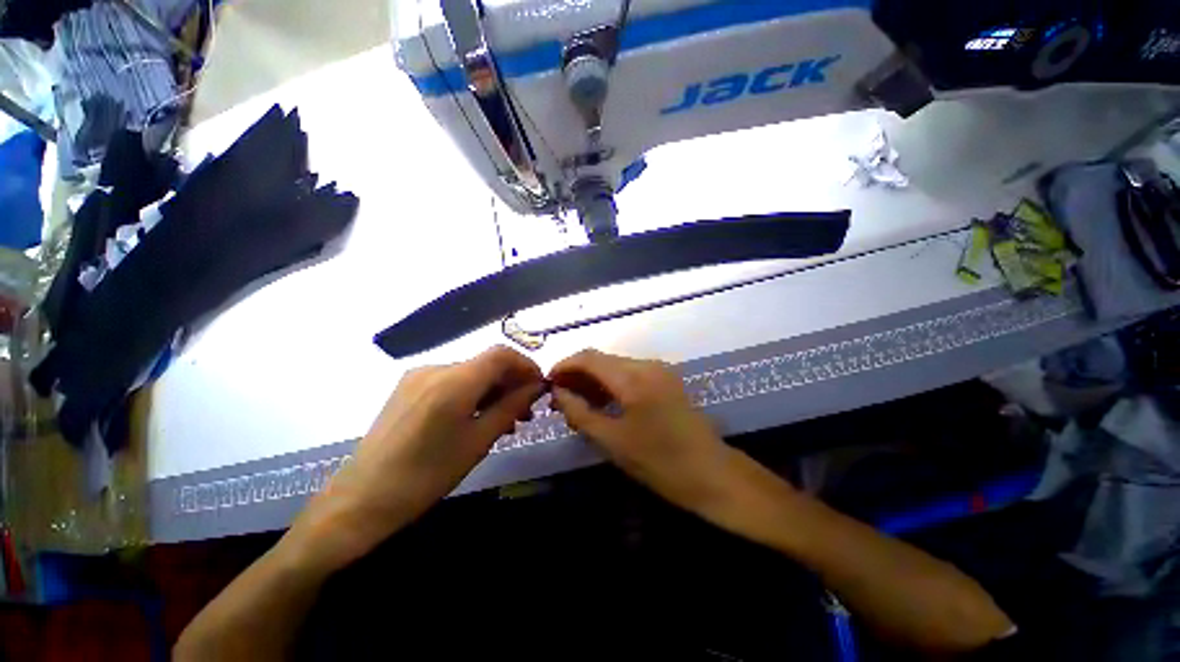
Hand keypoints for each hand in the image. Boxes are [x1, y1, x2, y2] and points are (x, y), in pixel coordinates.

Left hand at [291, 346, 543, 568]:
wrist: (361, 499)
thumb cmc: (427, 475)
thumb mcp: (479, 441)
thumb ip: (511, 406)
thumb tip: (537, 387)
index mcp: (454, 381)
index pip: (502, 354)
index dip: (526, 365)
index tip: (539, 387)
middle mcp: (436, 368)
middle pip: (487, 363)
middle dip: (512, 382)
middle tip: (526, 412)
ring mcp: (419, 376)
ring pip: (471, 373)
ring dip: (493, 390)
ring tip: (505, 419)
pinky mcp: (409, 387)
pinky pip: (452, 382)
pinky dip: (472, 394)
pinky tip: (477, 417)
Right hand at [548, 350, 739, 511]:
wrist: (711, 473)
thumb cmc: (659, 462)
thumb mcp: (612, 440)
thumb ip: (580, 412)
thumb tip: (557, 393)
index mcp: (632, 377)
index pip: (588, 358)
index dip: (564, 366)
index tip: (548, 383)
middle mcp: (646, 364)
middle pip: (602, 359)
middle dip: (577, 374)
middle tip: (560, 399)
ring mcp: (659, 370)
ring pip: (616, 365)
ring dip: (594, 379)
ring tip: (577, 402)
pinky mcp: (666, 379)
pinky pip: (630, 373)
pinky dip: (612, 383)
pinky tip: (603, 402)